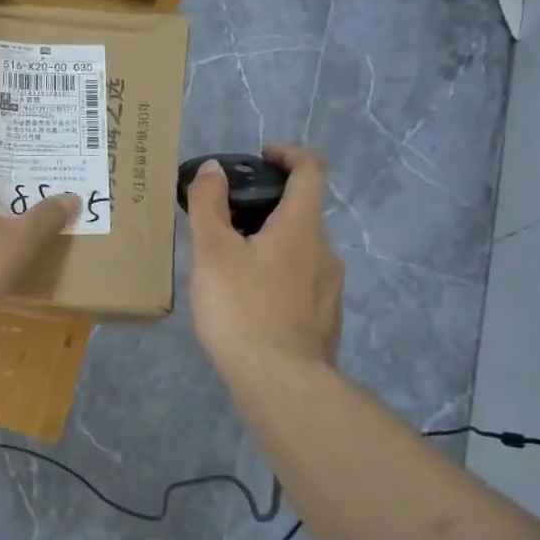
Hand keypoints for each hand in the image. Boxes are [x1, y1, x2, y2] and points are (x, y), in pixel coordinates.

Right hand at [186, 146, 344, 382]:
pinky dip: (277, 277)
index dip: (288, 154)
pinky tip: (249, 303)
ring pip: (300, 251)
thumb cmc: (243, 309)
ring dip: (270, 245)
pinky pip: (301, 283)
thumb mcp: (212, 252)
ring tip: (230, 266)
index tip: (261, 158)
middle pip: (301, 212)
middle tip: (225, 222)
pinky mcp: (324, 320)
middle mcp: (324, 252)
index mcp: (302, 227)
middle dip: (266, 207)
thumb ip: (209, 204)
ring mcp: (329, 289)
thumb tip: (214, 169)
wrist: (281, 385)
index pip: (311, 170)